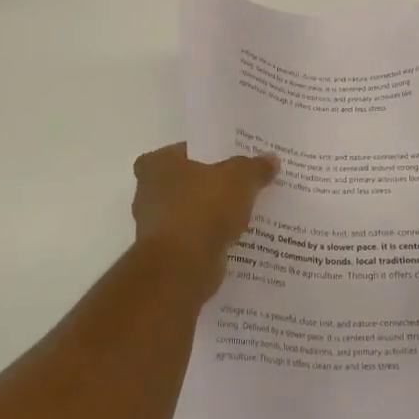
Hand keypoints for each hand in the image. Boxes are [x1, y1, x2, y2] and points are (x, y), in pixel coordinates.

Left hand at [131, 143, 277, 298]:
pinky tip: (237, 238)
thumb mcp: (239, 179)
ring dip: (212, 215)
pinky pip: (195, 239)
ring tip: (245, 212)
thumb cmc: (202, 209)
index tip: (228, 158)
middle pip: (187, 182)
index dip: (204, 152)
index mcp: (156, 165)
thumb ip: (254, 167)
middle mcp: (147, 194)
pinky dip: (211, 239)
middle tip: (242, 183)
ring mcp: (155, 228)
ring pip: (191, 213)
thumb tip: (271, 159)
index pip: (181, 150)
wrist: (181, 268)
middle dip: (211, 185)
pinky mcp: (167, 256)